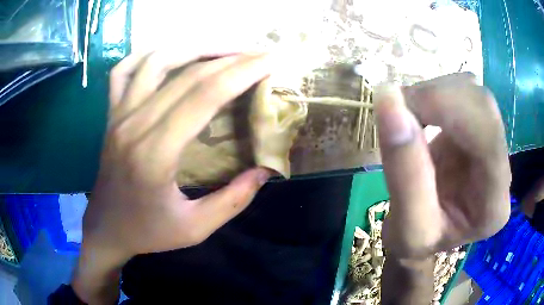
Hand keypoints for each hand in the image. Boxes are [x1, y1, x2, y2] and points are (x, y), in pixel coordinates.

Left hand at [72, 52, 271, 303]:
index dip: (242, 73)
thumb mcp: (194, 229)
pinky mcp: (111, 114)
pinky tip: (169, 53)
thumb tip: (265, 171)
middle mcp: (134, 124)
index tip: (270, 62)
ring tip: (224, 49)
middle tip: (259, 54)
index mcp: (155, 154)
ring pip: (156, 60)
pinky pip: (123, 70)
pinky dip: (146, 54)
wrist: (106, 229)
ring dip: (195, 47)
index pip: (205, 95)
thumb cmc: (147, 232)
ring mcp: (118, 115)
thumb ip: (233, 201)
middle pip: (188, 74)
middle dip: (231, 57)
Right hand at [376, 73, 510, 259]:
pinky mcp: (480, 127)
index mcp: (494, 204)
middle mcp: (503, 168)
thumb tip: (388, 99)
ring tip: (407, 115)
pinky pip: (462, 91)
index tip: (400, 104)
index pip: (487, 135)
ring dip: (434, 92)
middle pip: (482, 104)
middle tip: (398, 109)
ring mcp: (494, 143)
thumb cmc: (417, 241)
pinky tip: (421, 112)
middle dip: (437, 96)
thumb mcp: (405, 227)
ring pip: (472, 91)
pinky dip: (435, 92)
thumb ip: (403, 170)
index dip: (447, 106)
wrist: (425, 234)